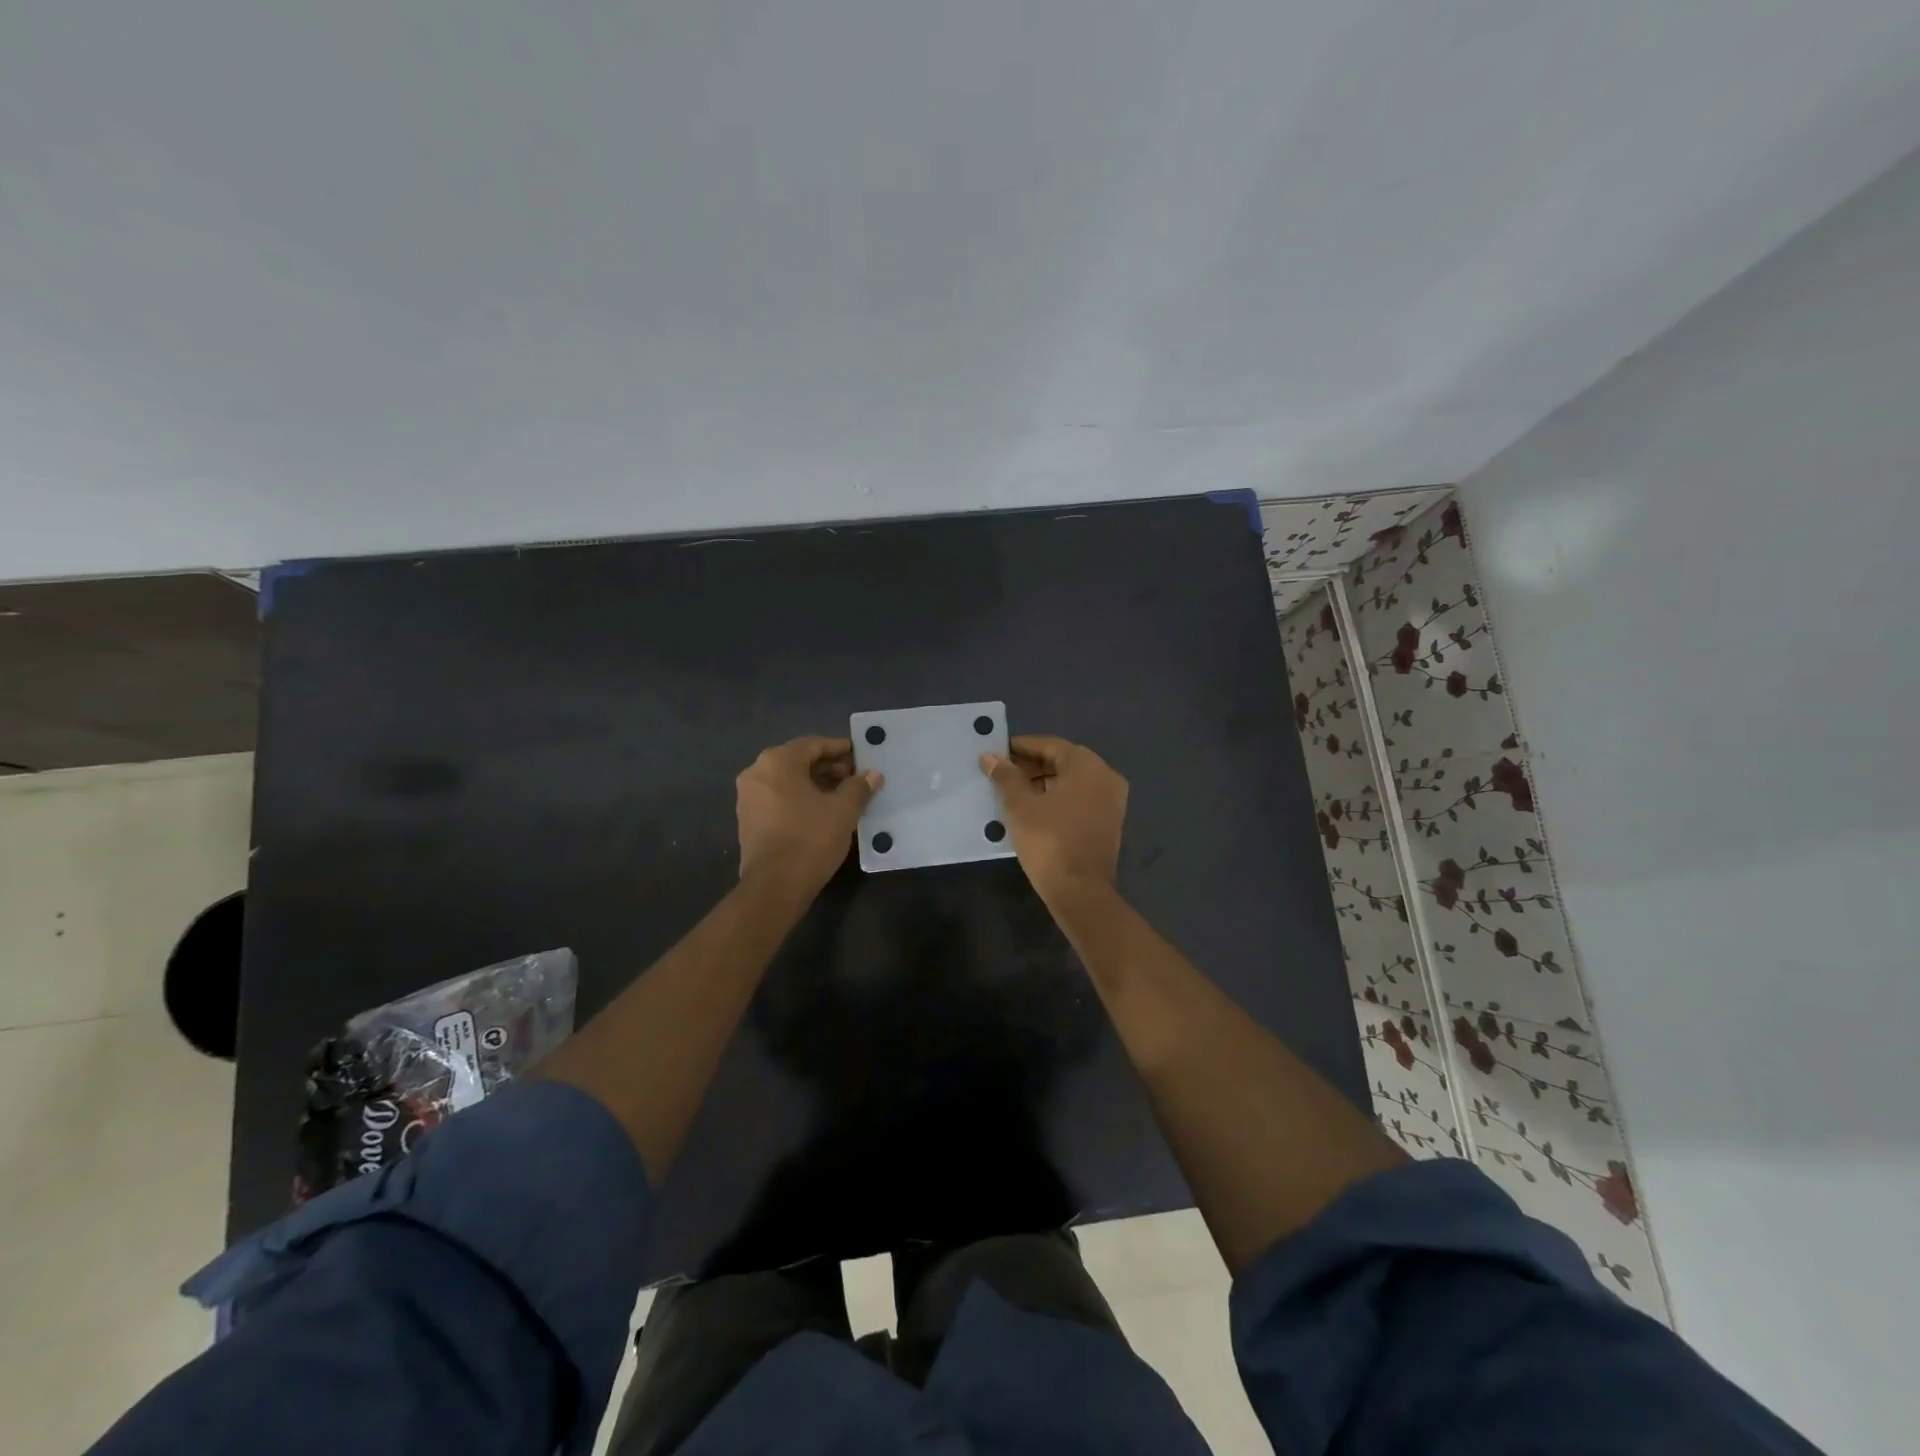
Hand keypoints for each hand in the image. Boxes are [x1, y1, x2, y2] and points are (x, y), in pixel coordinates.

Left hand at [736, 737, 881, 896]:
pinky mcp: (748, 821)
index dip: (839, 748)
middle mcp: (757, 773)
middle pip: (798, 761)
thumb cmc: (810, 838)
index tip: (859, 755)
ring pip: (787, 781)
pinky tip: (822, 812)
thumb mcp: (843, 810)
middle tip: (854, 777)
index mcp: (777, 762)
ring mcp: (748, 798)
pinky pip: (778, 798)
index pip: (812, 744)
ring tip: (842, 796)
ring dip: (815, 784)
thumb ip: (858, 787)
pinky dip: (799, 799)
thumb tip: (872, 775)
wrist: (774, 886)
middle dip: (828, 767)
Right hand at [981, 735, 1127, 899]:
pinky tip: (1032, 810)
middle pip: (1062, 762)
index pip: (1049, 745)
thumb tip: (990, 757)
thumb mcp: (1020, 805)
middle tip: (1000, 774)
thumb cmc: (1049, 840)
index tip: (997, 753)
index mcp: (1087, 766)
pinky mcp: (1108, 823)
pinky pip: (1079, 800)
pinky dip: (1057, 799)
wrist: (1080, 891)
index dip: (1020, 747)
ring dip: (1042, 783)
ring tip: (1011, 792)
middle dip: (1030, 765)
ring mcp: (1111, 801)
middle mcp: (1105, 777)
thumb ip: (1005, 776)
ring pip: (1071, 782)